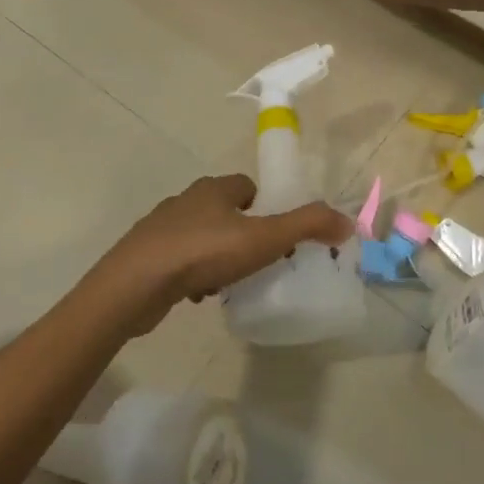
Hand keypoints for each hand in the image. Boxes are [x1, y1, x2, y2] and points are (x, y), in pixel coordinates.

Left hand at [93, 175, 353, 334]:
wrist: (135, 284)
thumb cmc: (202, 252)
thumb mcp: (263, 238)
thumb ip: (306, 226)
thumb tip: (347, 221)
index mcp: (213, 189)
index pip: (247, 187)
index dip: (267, 208)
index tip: (278, 237)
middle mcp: (186, 200)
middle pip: (225, 212)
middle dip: (244, 235)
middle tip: (260, 263)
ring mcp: (162, 228)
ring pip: (203, 237)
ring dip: (219, 257)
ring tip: (231, 284)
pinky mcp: (146, 255)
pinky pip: (181, 260)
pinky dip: (194, 274)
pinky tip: (200, 296)